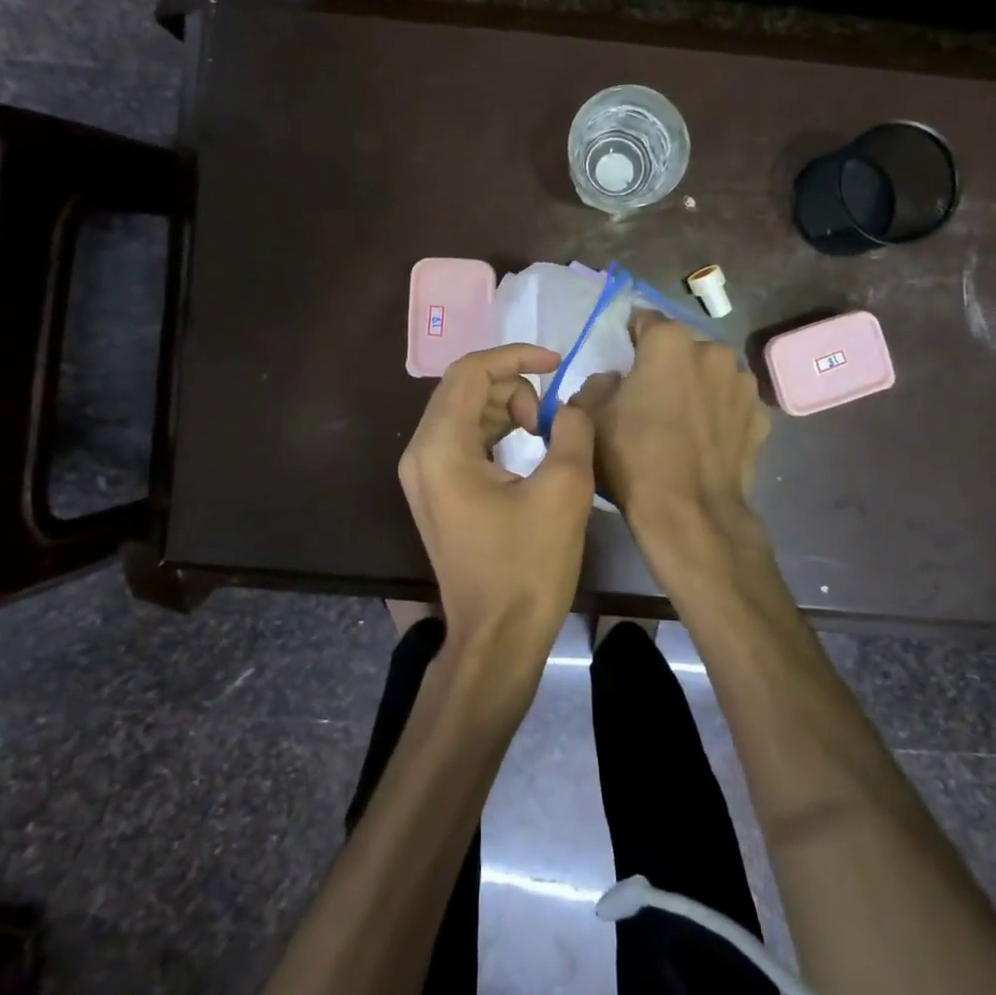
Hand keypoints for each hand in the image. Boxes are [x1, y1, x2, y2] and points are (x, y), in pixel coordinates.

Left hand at [398, 344, 597, 654]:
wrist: (497, 639)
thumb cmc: (528, 567)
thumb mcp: (563, 490)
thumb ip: (573, 430)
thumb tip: (575, 401)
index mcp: (441, 447)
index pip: (471, 371)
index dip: (517, 356)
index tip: (558, 362)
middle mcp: (420, 453)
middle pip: (462, 388)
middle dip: (512, 384)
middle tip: (550, 415)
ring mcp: (422, 475)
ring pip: (462, 411)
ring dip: (504, 407)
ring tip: (543, 433)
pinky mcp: (435, 492)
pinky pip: (461, 439)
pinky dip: (494, 431)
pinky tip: (525, 449)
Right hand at [571, 311, 770, 530]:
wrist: (691, 513)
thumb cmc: (633, 457)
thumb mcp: (590, 416)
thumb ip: (596, 382)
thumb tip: (615, 380)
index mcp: (670, 342)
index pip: (643, 320)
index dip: (629, 338)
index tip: (622, 359)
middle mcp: (713, 350)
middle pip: (681, 348)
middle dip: (666, 364)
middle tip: (650, 396)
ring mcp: (743, 384)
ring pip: (711, 374)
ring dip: (697, 386)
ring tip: (682, 422)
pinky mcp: (762, 416)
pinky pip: (731, 404)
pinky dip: (719, 414)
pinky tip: (706, 441)